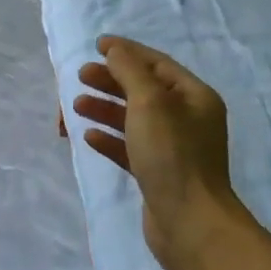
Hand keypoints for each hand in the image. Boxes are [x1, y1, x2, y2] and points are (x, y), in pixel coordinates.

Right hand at [73, 35, 245, 269]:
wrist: (189, 223)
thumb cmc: (172, 155)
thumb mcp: (149, 103)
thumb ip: (130, 72)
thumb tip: (115, 50)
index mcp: (194, 97)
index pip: (157, 64)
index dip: (127, 52)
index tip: (96, 46)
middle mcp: (188, 119)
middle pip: (144, 90)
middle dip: (112, 80)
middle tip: (81, 76)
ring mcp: (174, 149)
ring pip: (135, 119)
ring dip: (106, 108)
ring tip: (76, 105)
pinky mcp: (159, 174)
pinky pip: (131, 148)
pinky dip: (110, 139)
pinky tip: (89, 137)